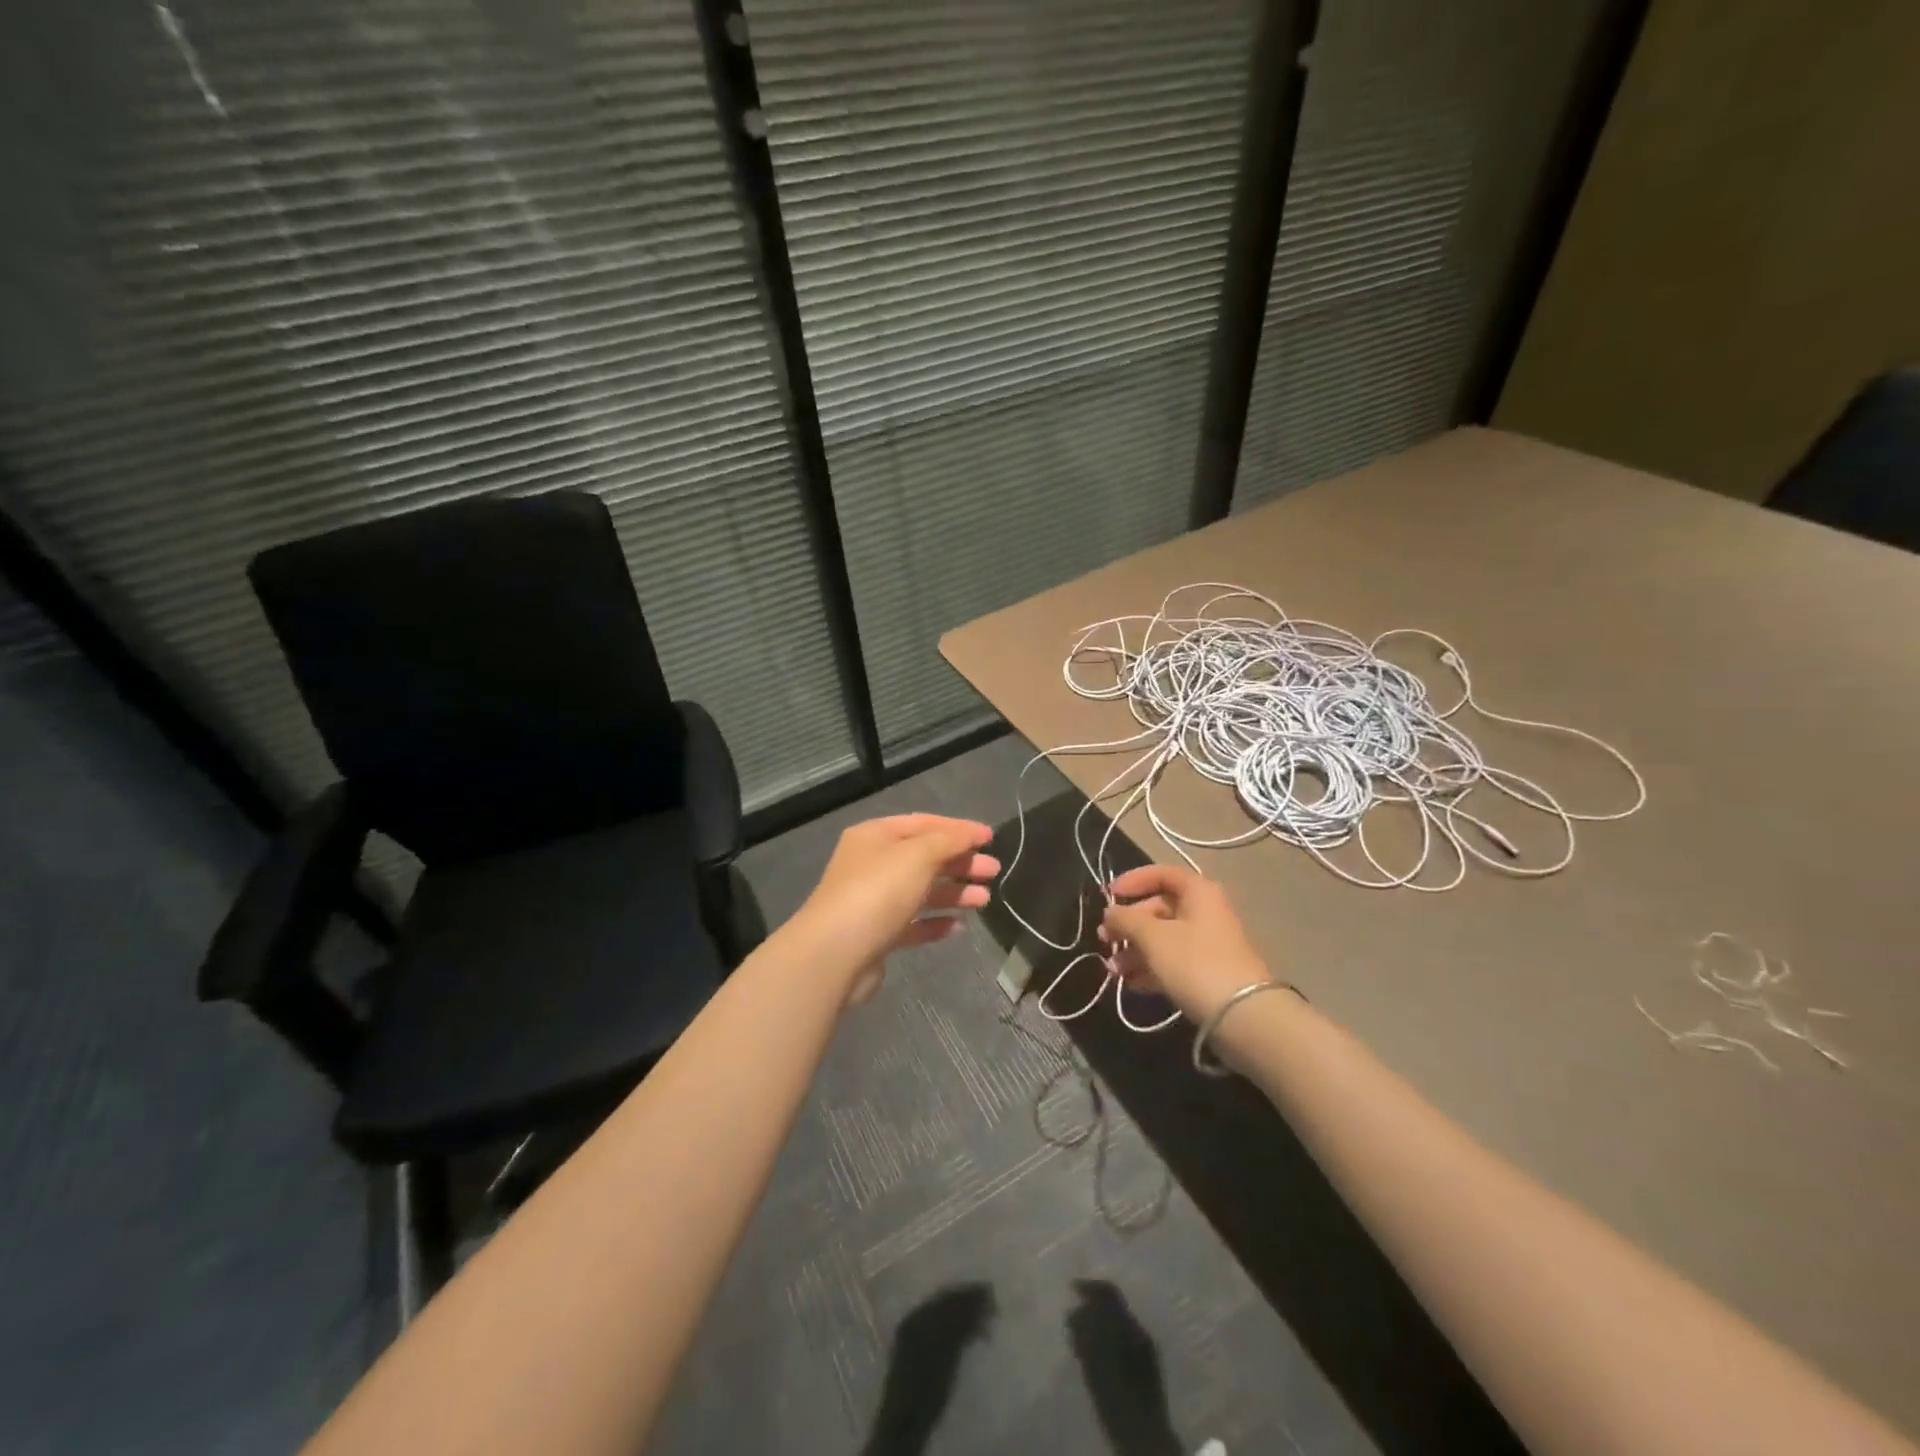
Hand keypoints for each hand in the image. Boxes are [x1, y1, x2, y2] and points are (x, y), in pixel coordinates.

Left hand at [789, 814, 998, 1005]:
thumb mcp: (918, 855)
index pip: (923, 823)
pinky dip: (935, 923)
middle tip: (993, 871)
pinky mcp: (877, 935)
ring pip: (921, 891)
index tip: (990, 838)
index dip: (958, 829)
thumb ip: (949, 841)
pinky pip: (912, 923)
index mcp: (875, 836)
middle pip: (924, 858)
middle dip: (960, 863)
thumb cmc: (878, 892)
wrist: (834, 954)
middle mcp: (872, 864)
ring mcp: (872, 901)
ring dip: (954, 893)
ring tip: (984, 900)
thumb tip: (971, 833)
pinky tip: (958, 927)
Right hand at [1099, 864, 1268, 1022]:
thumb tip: (1110, 912)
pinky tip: (1129, 983)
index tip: (1109, 895)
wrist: (1243, 1015)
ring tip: (1112, 969)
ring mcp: (1208, 944)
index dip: (1133, 880)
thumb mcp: (1153, 936)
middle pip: (1159, 908)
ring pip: (1163, 938)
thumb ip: (1126, 919)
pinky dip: (1150, 968)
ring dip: (1134, 950)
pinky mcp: (1207, 973)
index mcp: (1198, 892)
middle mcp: (1205, 912)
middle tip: (1104, 938)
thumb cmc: (1194, 962)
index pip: (1162, 874)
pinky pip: (1172, 962)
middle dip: (1128, 924)